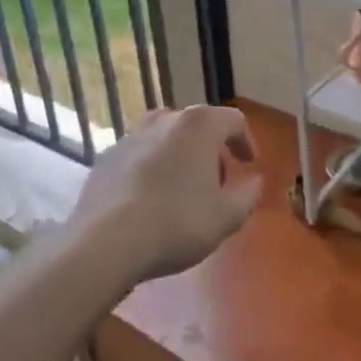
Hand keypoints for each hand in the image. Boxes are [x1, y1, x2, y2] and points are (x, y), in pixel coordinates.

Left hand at [68, 106, 261, 283]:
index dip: (246, 141)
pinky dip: (151, 168)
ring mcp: (131, 135)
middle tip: (217, 180)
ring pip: (165, 137)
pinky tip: (150, 198)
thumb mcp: (226, 217)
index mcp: (200, 125)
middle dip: (211, 149)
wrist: (106, 242)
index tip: (249, 165)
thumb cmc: (177, 223)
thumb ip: (247, 195)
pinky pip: (139, 155)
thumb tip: (255, 182)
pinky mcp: (107, 156)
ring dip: (179, 155)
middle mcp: (165, 119)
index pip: (234, 120)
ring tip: (182, 187)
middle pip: (198, 125)